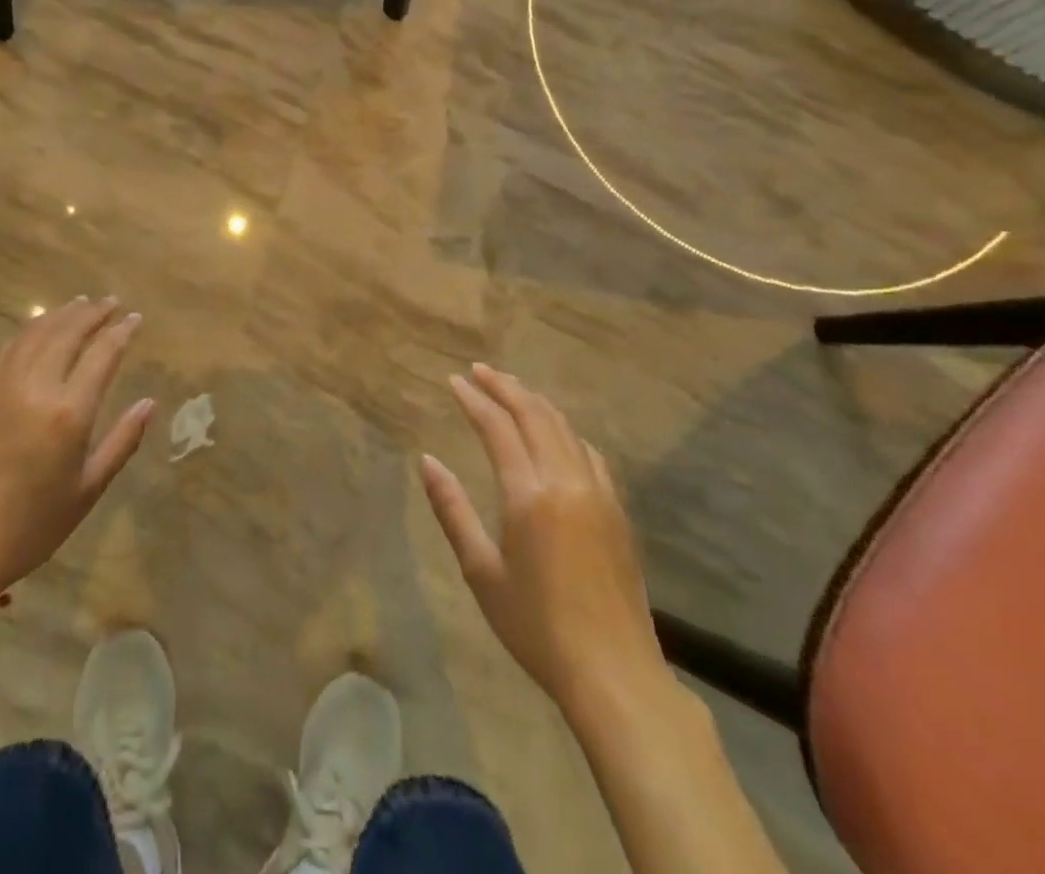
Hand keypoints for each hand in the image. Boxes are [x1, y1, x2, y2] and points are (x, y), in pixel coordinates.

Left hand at [0, 297, 154, 591]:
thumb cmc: (33, 523)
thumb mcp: (89, 489)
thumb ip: (123, 441)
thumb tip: (149, 403)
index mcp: (69, 412)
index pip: (102, 354)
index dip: (121, 331)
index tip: (135, 318)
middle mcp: (35, 387)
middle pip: (67, 333)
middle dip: (92, 313)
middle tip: (110, 301)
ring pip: (34, 334)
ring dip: (60, 314)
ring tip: (79, 304)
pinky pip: (5, 350)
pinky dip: (27, 332)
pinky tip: (37, 329)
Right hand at [421, 364, 667, 710]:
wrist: (615, 673)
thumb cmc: (536, 627)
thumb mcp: (481, 572)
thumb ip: (452, 510)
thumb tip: (427, 460)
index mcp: (529, 494)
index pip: (498, 427)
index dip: (474, 399)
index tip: (453, 380)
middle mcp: (565, 481)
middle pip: (534, 415)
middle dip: (504, 387)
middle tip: (479, 371)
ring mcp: (598, 493)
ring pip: (564, 428)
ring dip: (535, 402)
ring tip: (511, 389)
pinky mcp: (617, 509)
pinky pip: (588, 452)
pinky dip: (565, 429)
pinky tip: (555, 432)